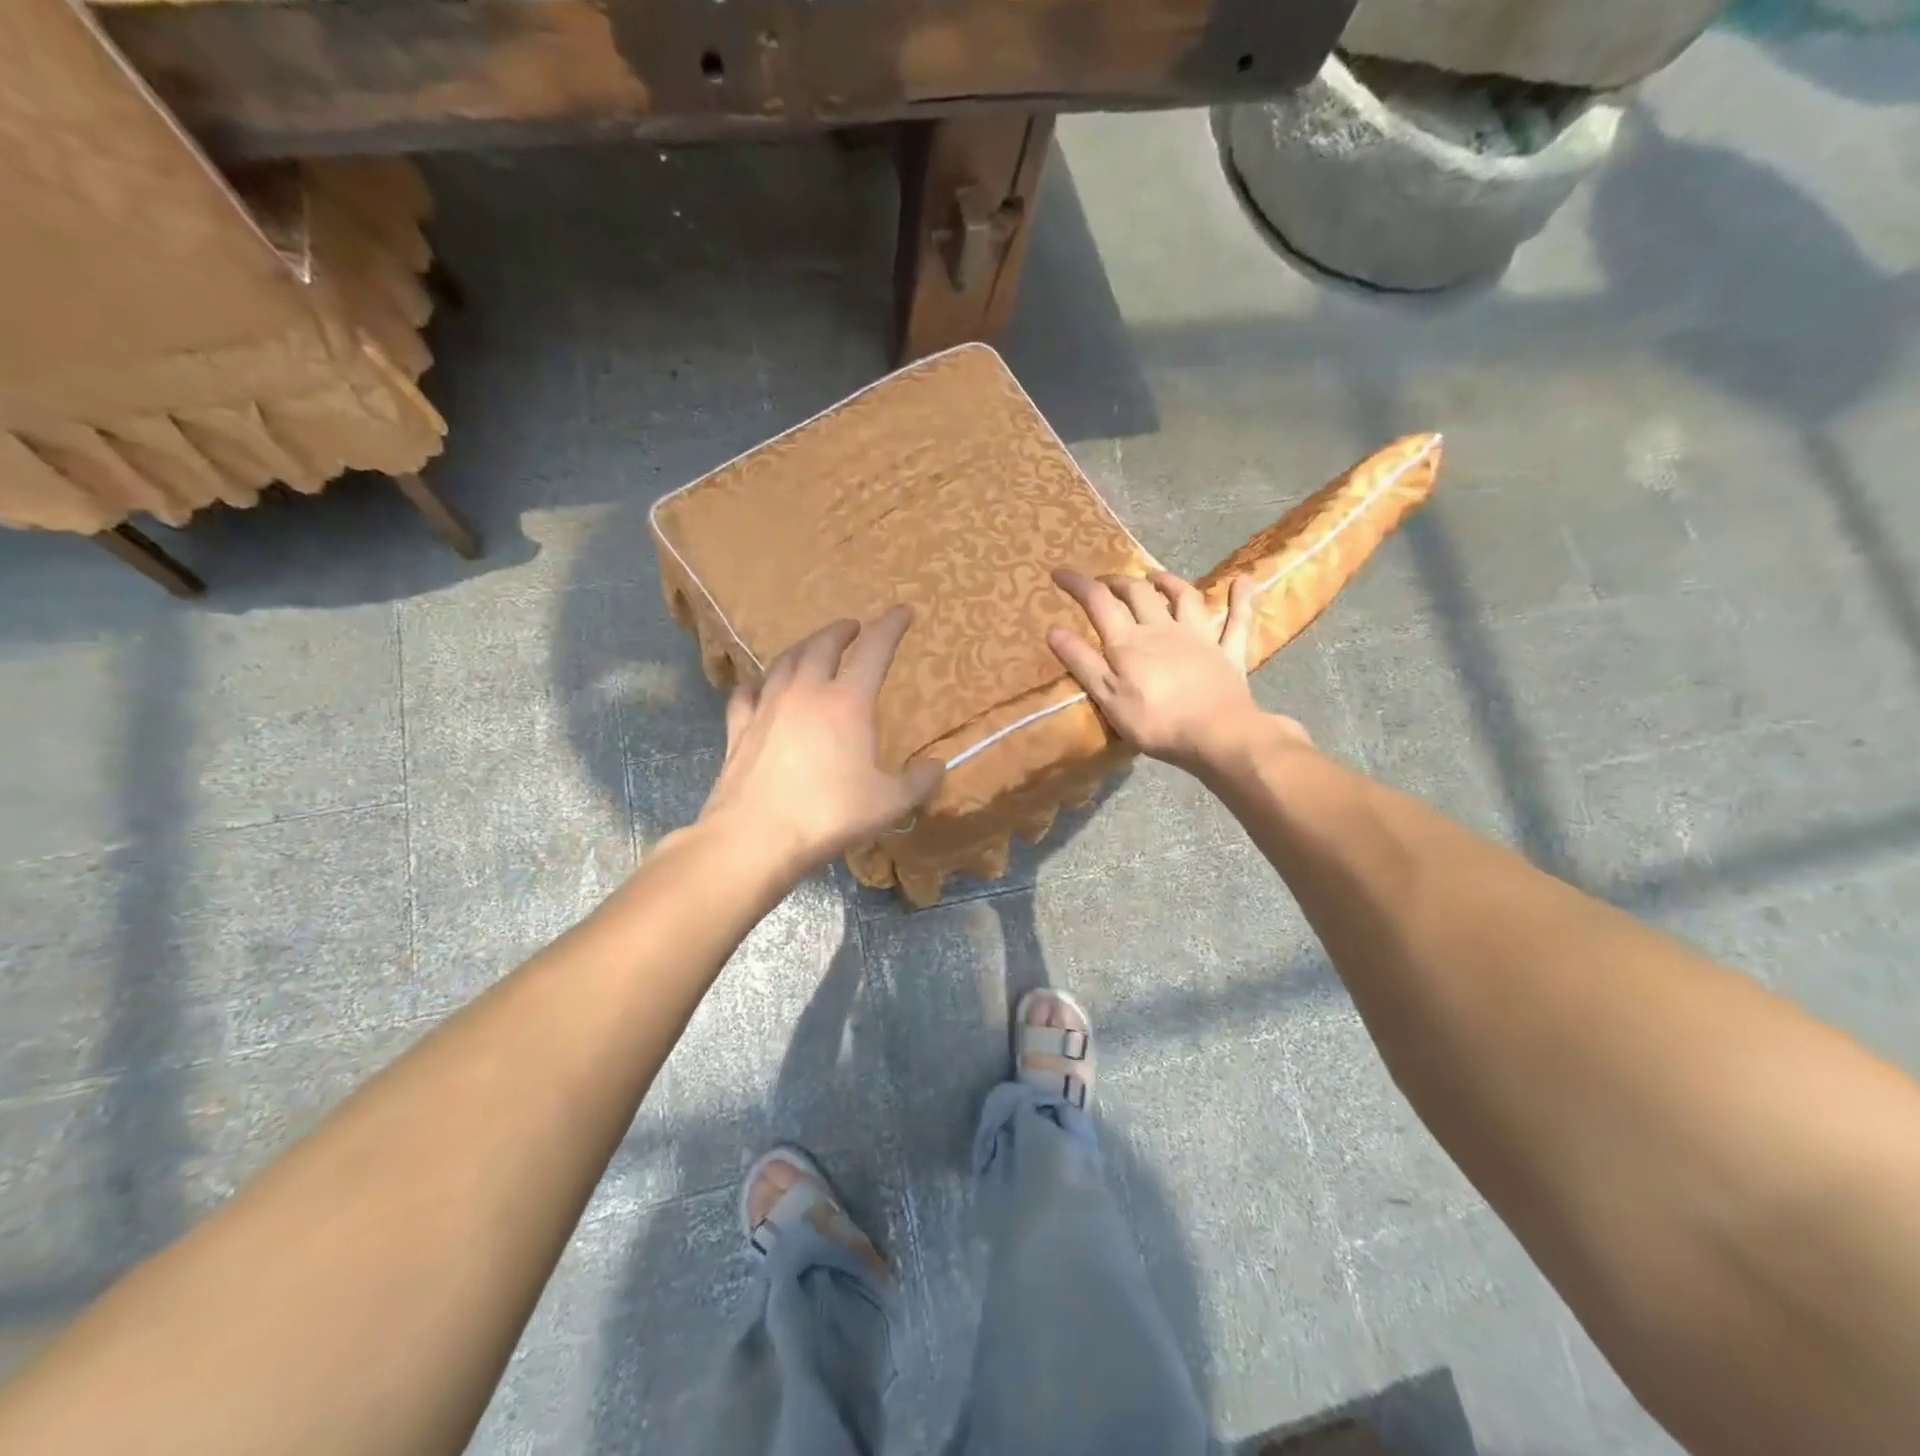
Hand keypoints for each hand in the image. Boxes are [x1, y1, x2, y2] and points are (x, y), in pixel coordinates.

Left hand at [699, 606, 943, 873]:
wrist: (756, 836)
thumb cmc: (829, 814)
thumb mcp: (888, 803)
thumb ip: (918, 782)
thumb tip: (937, 767)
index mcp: (847, 702)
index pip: (874, 650)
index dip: (890, 627)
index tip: (902, 611)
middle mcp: (805, 692)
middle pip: (822, 645)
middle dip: (841, 631)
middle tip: (852, 627)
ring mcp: (767, 707)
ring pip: (784, 662)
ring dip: (802, 648)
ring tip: (811, 648)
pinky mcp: (739, 729)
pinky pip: (746, 694)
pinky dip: (757, 684)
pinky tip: (758, 687)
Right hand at [1046, 568, 1305, 772]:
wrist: (1217, 735)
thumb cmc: (1156, 722)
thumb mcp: (1108, 697)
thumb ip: (1082, 662)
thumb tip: (1054, 629)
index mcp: (1129, 641)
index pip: (1098, 602)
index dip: (1078, 584)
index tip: (1059, 573)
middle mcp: (1163, 629)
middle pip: (1139, 594)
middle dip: (1119, 582)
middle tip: (1106, 582)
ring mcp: (1199, 638)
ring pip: (1185, 598)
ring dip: (1169, 582)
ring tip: (1156, 576)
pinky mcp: (1228, 653)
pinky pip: (1237, 620)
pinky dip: (1241, 599)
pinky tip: (1245, 581)